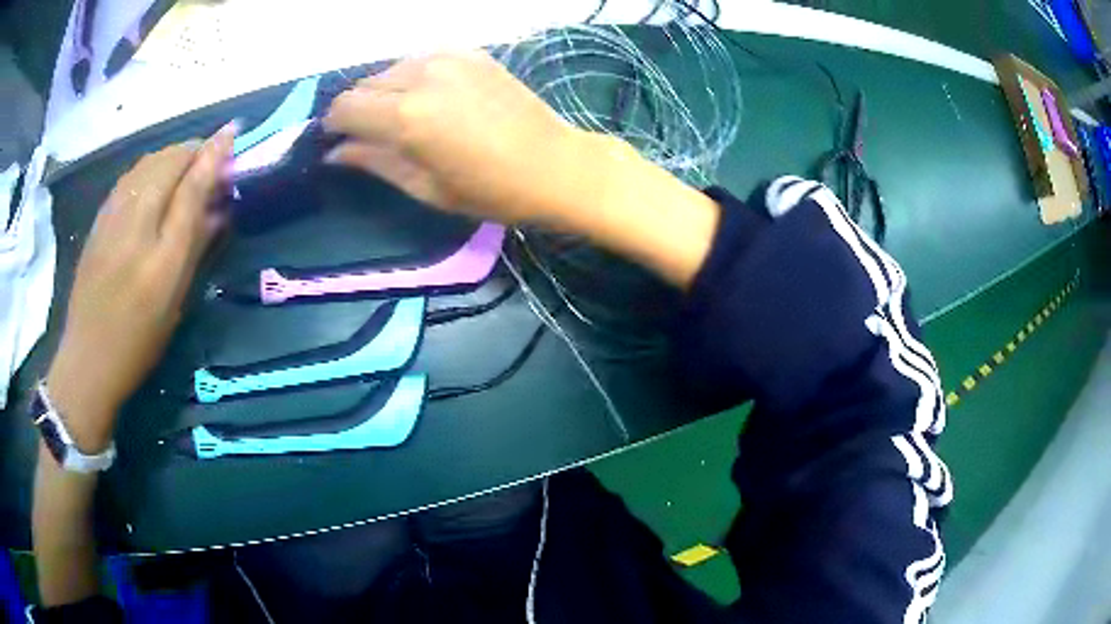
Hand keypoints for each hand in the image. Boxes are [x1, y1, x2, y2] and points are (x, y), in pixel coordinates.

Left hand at [46, 124, 235, 449]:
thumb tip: (219, 200)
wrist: (88, 358)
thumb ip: (194, 236)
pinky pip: (130, 177)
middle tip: (210, 169)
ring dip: (172, 159)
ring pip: (149, 162)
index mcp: (156, 234)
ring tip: (185, 172)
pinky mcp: (99, 219)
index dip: (214, 151)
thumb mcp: (173, 294)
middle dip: (194, 153)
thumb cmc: (138, 336)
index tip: (233, 135)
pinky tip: (153, 185)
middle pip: (169, 158)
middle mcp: (133, 211)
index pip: (191, 173)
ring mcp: (112, 211)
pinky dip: (149, 170)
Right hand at [324, 50, 718, 287]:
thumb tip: (335, 152)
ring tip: (403, 119)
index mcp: (407, 116)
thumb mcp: (426, 187)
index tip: (337, 141)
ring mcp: (449, 58)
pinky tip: (430, 98)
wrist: (556, 164)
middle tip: (369, 135)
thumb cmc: (491, 190)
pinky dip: (413, 77)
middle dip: (357, 109)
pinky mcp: (471, 53)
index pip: (344, 107)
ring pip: (391, 69)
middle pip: (364, 85)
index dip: (333, 125)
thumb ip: (374, 162)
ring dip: (384, 92)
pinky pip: (422, 60)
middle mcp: (421, 76)